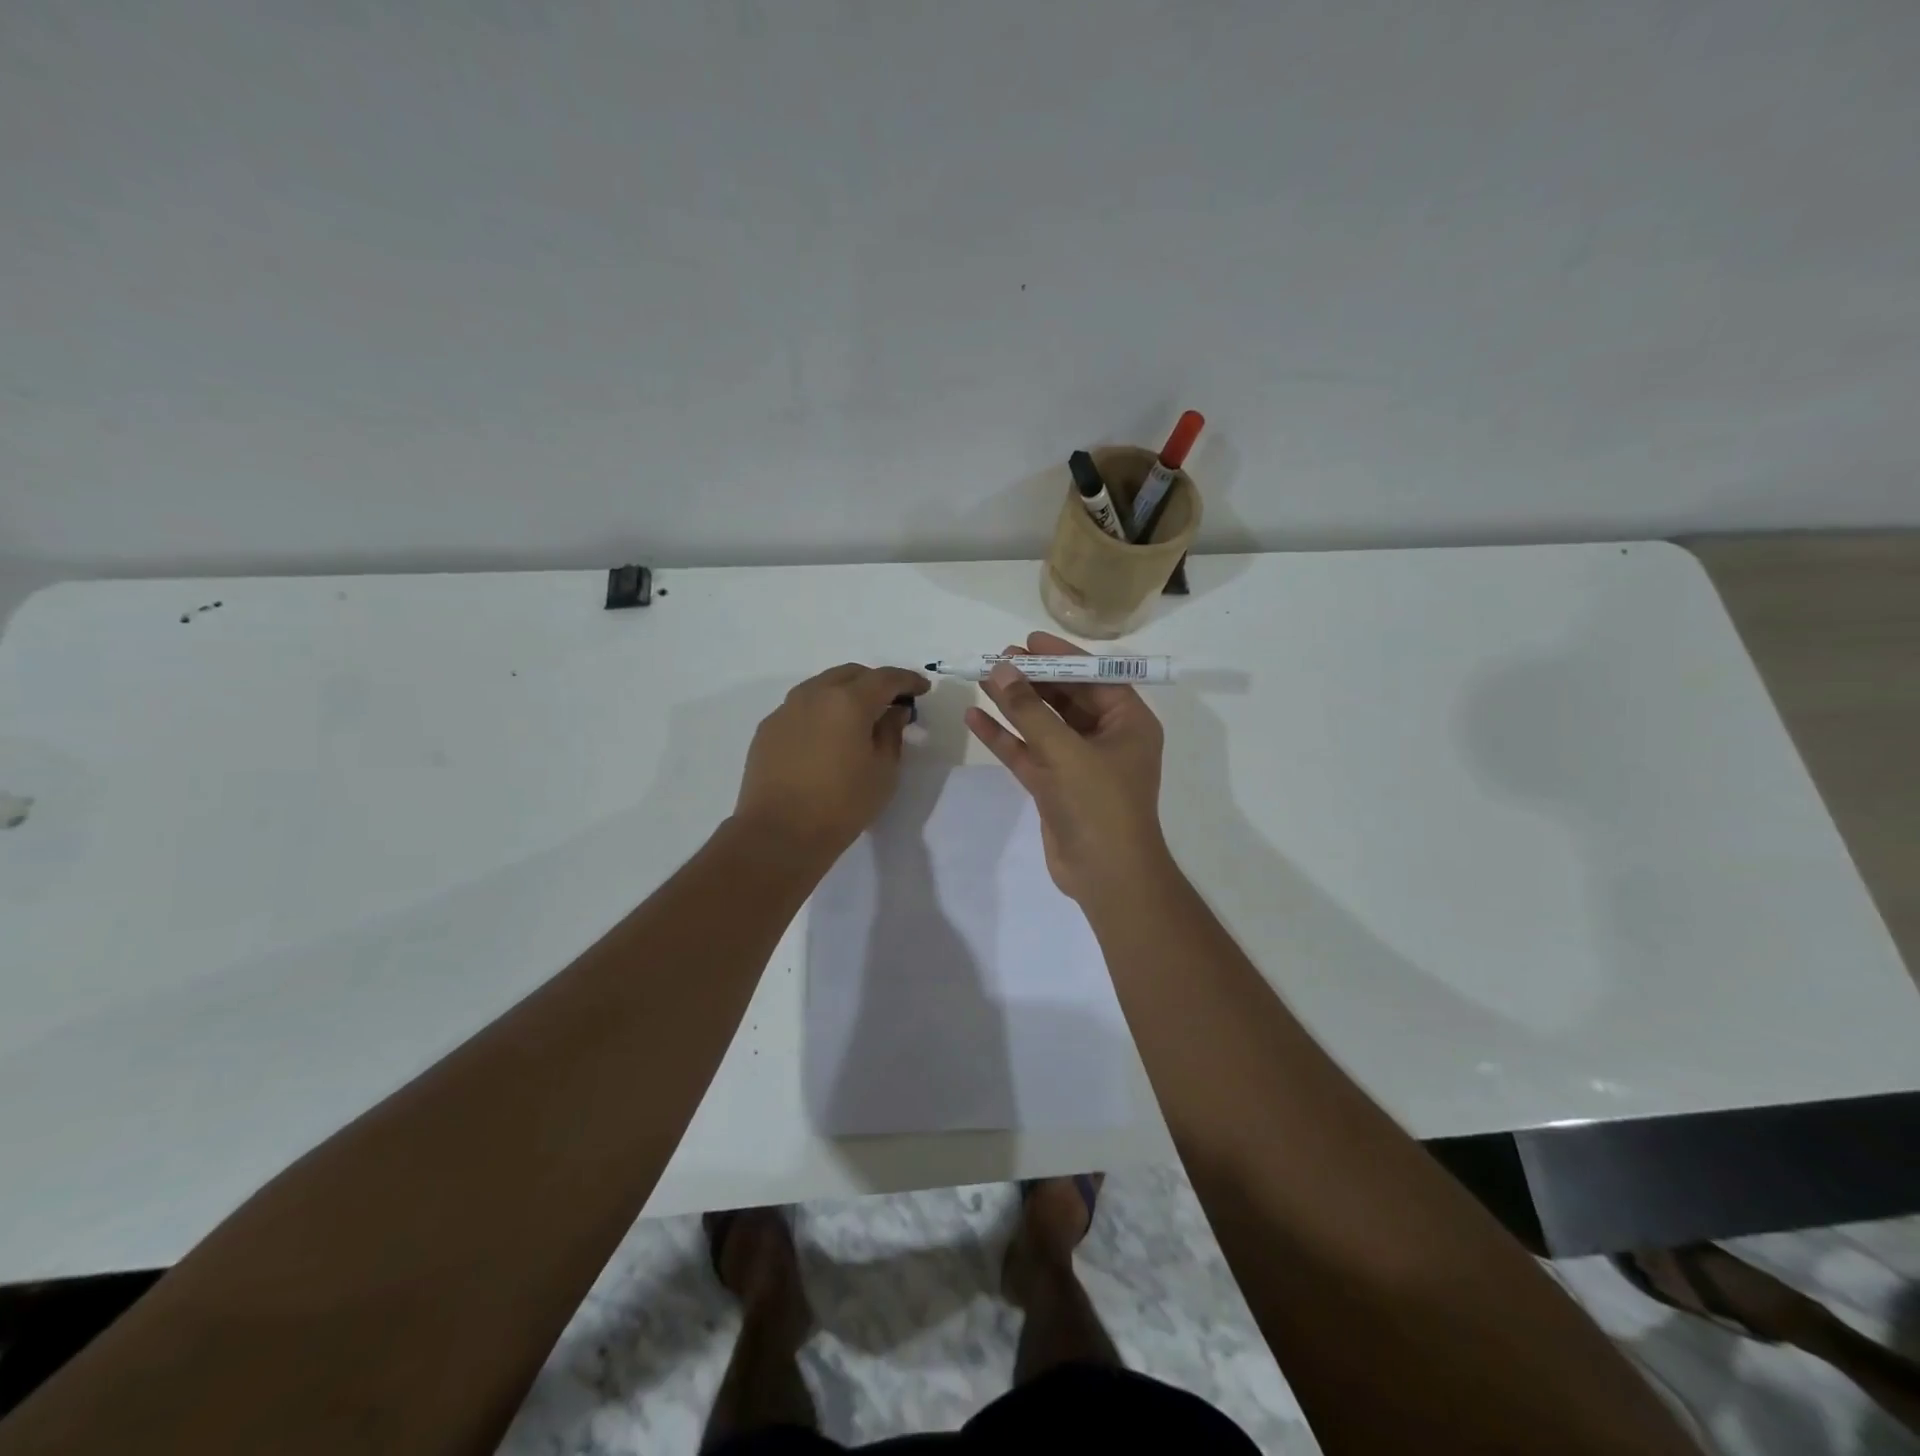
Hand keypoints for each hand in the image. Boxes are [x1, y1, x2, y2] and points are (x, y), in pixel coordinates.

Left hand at [735, 663, 929, 860]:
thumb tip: (894, 712)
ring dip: (845, 693)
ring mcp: (786, 710)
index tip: (922, 689)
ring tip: (858, 717)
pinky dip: (821, 711)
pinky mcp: (768, 729)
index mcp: (848, 701)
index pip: (885, 678)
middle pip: (850, 674)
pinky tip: (827, 736)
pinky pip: (801, 707)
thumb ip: (892, 733)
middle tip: (891, 702)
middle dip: (875, 682)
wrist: (779, 834)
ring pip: (822, 686)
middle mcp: (814, 695)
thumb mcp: (883, 772)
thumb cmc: (842, 805)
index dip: (908, 680)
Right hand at [964, 631, 1168, 903]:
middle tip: (998, 657)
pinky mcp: (1055, 786)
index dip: (1062, 657)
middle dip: (1033, 678)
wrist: (1105, 874)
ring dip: (1014, 704)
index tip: (1028, 640)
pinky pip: (1028, 753)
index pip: (1095, 677)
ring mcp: (1078, 763)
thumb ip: (1030, 709)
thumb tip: (1001, 668)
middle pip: (1066, 698)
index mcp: (1128, 723)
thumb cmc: (1099, 803)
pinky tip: (976, 718)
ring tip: (982, 678)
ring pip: (1043, 725)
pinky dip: (1005, 737)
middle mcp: (1106, 738)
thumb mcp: (1065, 750)